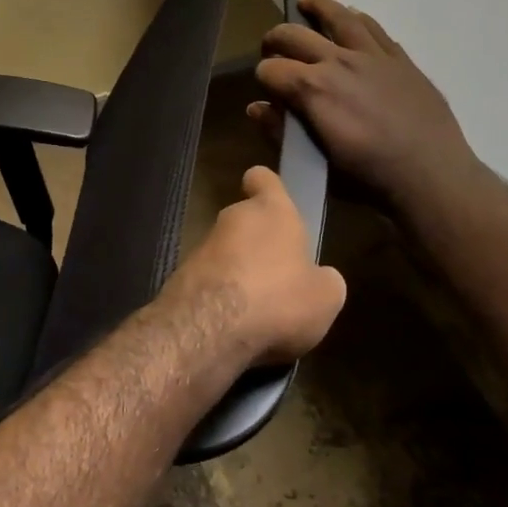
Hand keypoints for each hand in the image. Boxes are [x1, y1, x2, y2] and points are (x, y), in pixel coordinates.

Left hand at [162, 165, 346, 365]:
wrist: (209, 328)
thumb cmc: (278, 299)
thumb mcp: (326, 297)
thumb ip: (324, 279)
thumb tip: (320, 278)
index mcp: (271, 211)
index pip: (263, 178)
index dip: (267, 186)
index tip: (271, 199)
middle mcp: (233, 219)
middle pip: (246, 220)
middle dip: (259, 243)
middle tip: (280, 275)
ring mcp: (202, 246)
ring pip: (226, 252)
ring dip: (240, 272)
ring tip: (260, 308)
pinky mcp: (181, 276)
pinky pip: (210, 280)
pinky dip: (221, 295)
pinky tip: (236, 323)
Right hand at [250, 0, 486, 221]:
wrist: (430, 176)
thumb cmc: (366, 177)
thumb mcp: (315, 161)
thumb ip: (281, 130)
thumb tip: (257, 107)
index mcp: (311, 88)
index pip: (270, 69)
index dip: (262, 77)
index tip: (266, 88)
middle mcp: (337, 61)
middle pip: (294, 35)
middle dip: (275, 39)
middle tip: (271, 48)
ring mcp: (371, 56)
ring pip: (338, 17)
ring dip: (317, 7)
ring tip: (306, 1)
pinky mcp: (399, 59)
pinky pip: (373, 28)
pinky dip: (356, 19)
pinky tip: (352, 18)